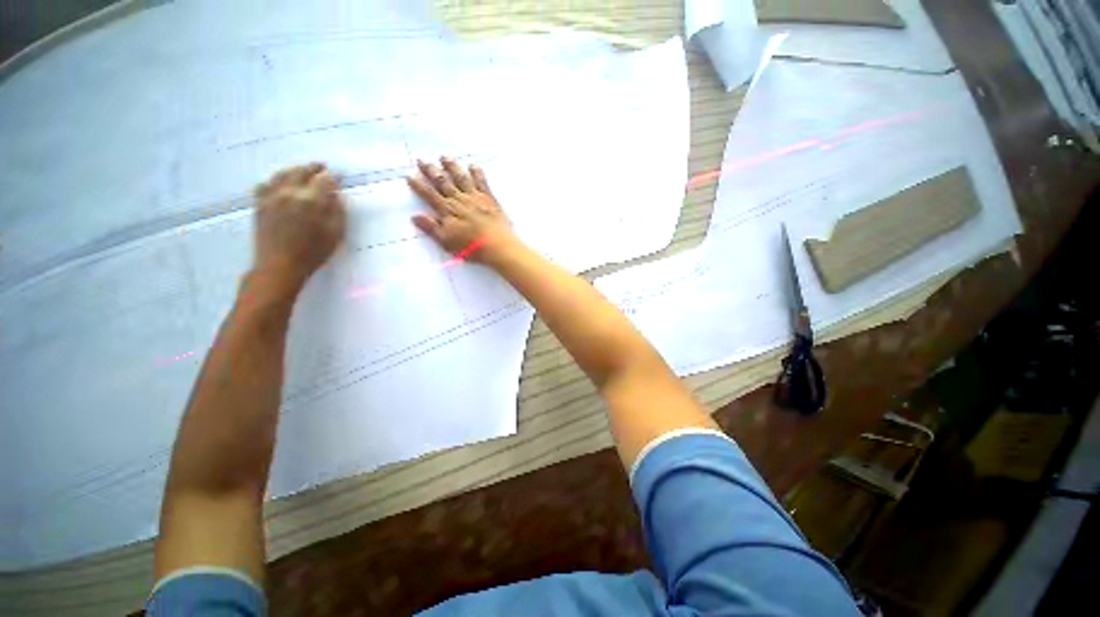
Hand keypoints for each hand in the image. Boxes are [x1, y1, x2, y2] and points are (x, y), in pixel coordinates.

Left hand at [253, 163, 346, 292]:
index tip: (338, 177)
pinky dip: (275, 180)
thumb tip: (336, 195)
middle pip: (301, 171)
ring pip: (282, 174)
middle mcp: (289, 192)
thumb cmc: (313, 253)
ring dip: (294, 170)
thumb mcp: (335, 234)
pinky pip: (265, 184)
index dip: (333, 177)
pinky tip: (279, 184)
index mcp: (311, 200)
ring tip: (302, 172)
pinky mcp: (259, 204)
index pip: (324, 179)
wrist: (279, 266)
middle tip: (321, 167)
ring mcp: (271, 196)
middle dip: (313, 168)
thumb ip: (338, 212)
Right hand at [408, 157, 515, 261]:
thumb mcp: (447, 241)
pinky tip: (473, 166)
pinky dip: (477, 173)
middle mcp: (460, 200)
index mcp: (447, 211)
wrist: (498, 246)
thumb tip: (415, 216)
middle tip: (422, 160)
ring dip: (452, 167)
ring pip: (461, 178)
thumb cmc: (472, 247)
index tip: (410, 175)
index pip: (429, 195)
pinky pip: (482, 182)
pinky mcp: (490, 199)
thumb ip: (431, 228)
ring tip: (444, 157)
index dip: (419, 185)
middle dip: (431, 171)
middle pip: (443, 182)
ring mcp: (475, 198)